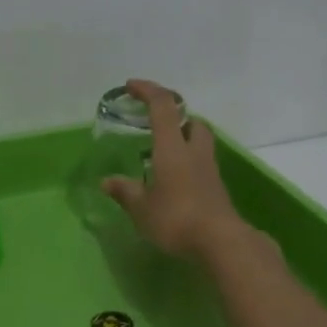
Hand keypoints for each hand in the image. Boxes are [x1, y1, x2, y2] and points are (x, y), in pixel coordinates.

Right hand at [102, 79, 249, 260]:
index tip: (131, 86)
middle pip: (191, 120)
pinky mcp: (216, 188)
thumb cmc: (176, 218)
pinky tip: (174, 182)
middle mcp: (194, 151)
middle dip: (174, 116)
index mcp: (172, 147)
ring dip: (183, 139)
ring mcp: (209, 170)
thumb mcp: (141, 208)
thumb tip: (107, 182)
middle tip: (155, 126)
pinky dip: (187, 164)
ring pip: (200, 141)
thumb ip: (125, 192)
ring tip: (163, 156)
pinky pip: (201, 165)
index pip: (162, 106)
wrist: (220, 241)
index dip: (147, 90)